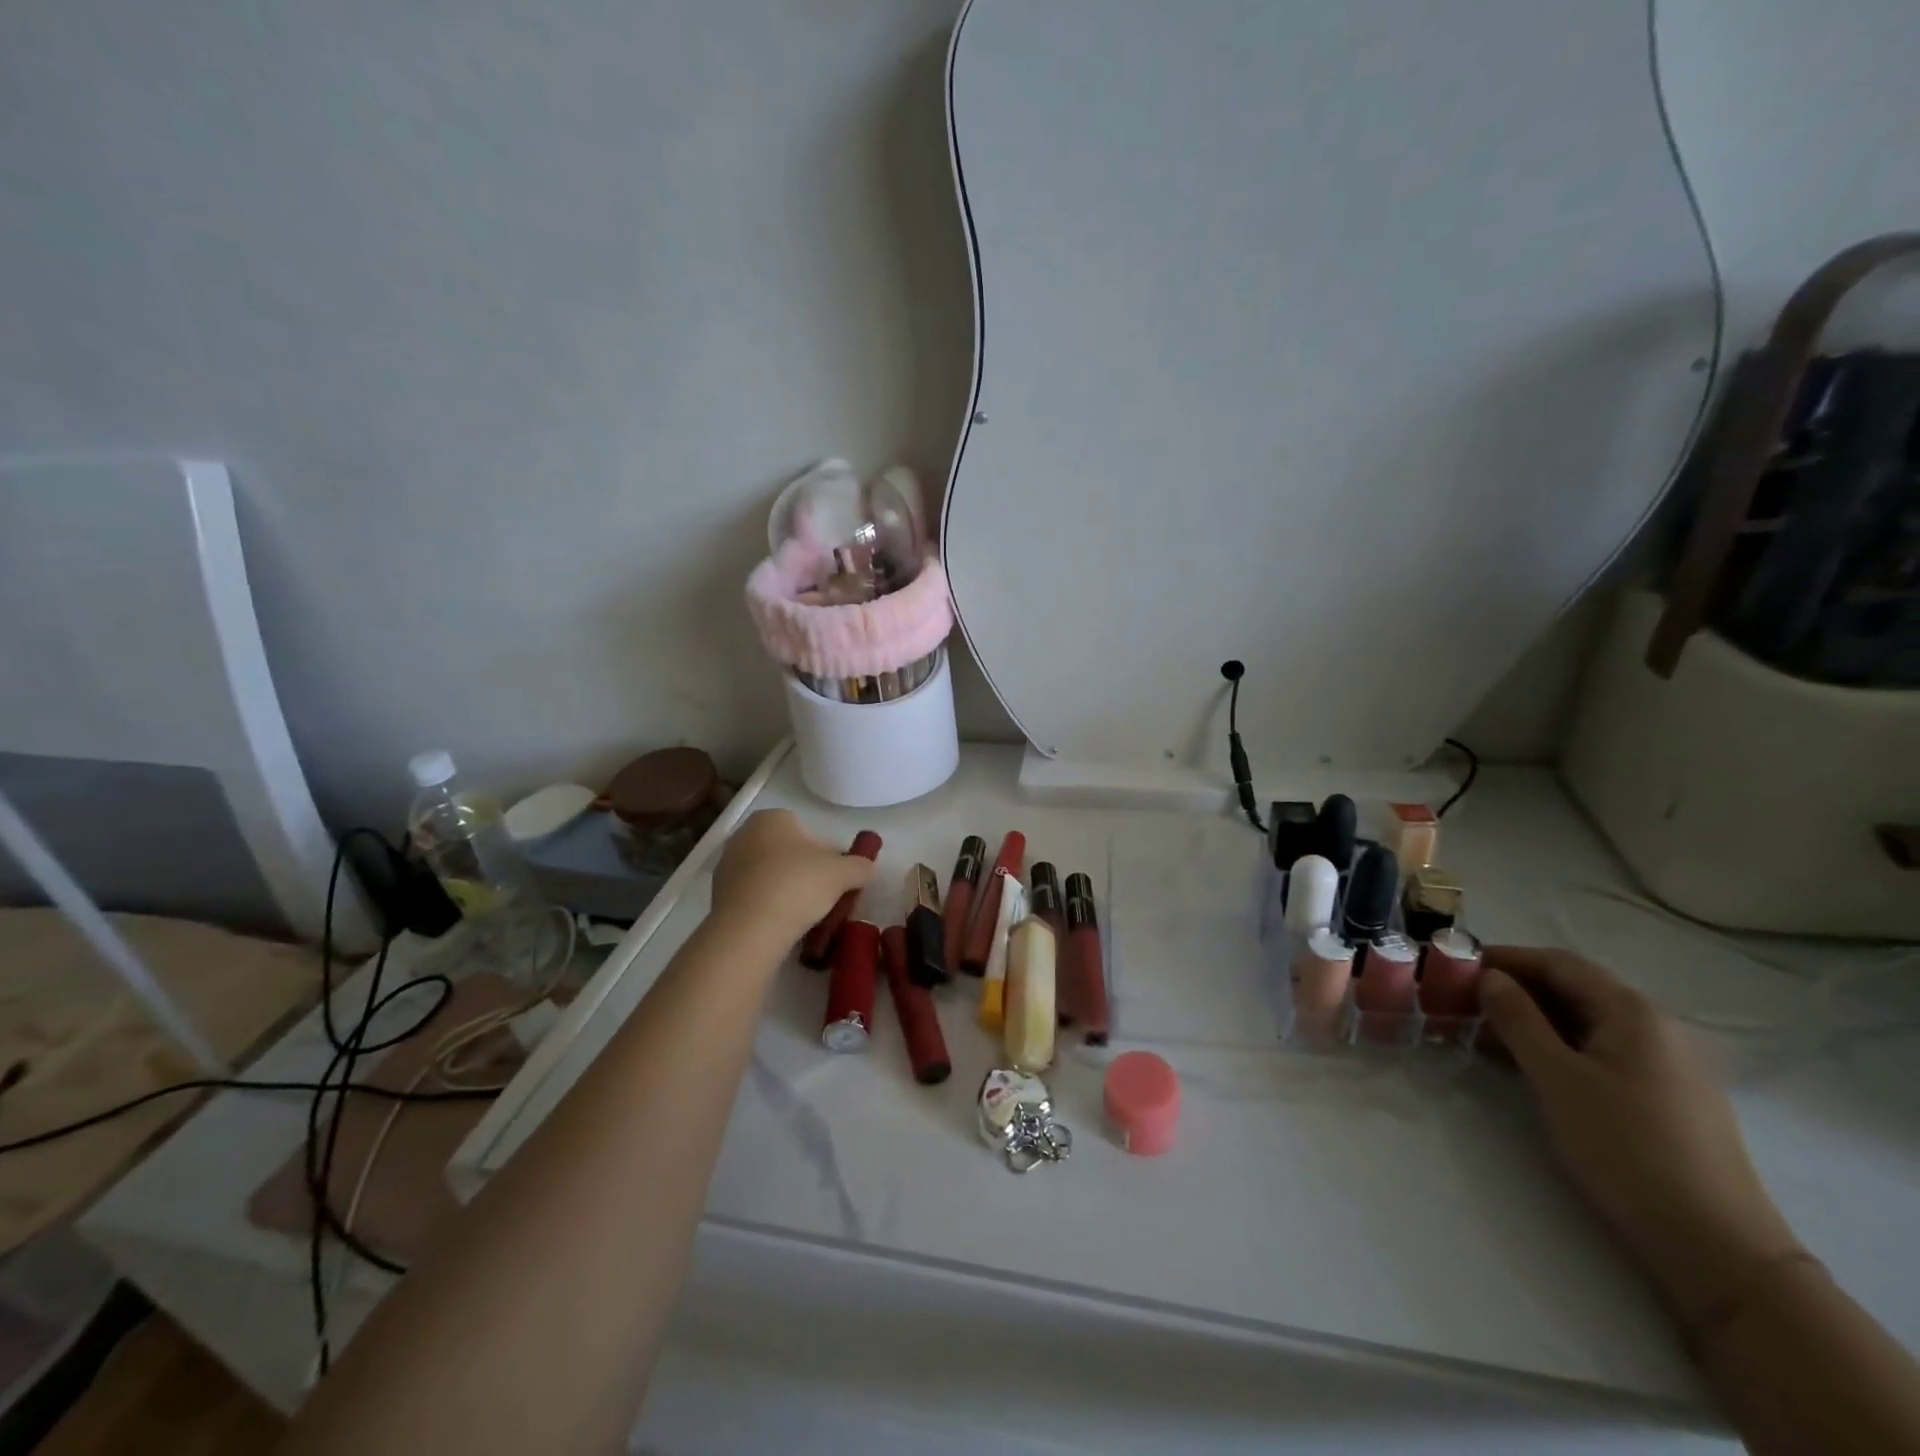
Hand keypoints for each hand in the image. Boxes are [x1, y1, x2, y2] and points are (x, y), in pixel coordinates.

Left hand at [709, 810, 876, 945]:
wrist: (750, 929)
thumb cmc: (798, 885)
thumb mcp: (843, 873)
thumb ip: (860, 866)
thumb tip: (868, 867)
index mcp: (772, 818)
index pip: (807, 831)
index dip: (826, 854)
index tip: (836, 877)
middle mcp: (744, 834)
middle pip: (787, 852)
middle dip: (805, 871)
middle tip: (824, 896)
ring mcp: (727, 865)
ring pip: (769, 874)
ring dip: (786, 889)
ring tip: (804, 915)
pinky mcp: (717, 895)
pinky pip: (753, 896)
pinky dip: (768, 906)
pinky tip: (781, 925)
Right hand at [1480, 946, 1801, 1324]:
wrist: (1715, 1247)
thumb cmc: (1626, 1147)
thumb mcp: (1556, 1077)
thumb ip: (1517, 1019)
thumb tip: (1489, 977)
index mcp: (1633, 1012)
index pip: (1558, 963)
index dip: (1505, 958)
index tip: (1456, 964)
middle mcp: (1656, 1027)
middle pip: (1574, 989)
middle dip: (1514, 989)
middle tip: (1461, 999)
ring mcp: (1666, 1064)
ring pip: (1585, 1022)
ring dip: (1531, 1019)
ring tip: (1482, 1032)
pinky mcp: (1665, 1097)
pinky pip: (1600, 1051)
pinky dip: (1557, 1045)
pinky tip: (1525, 1064)